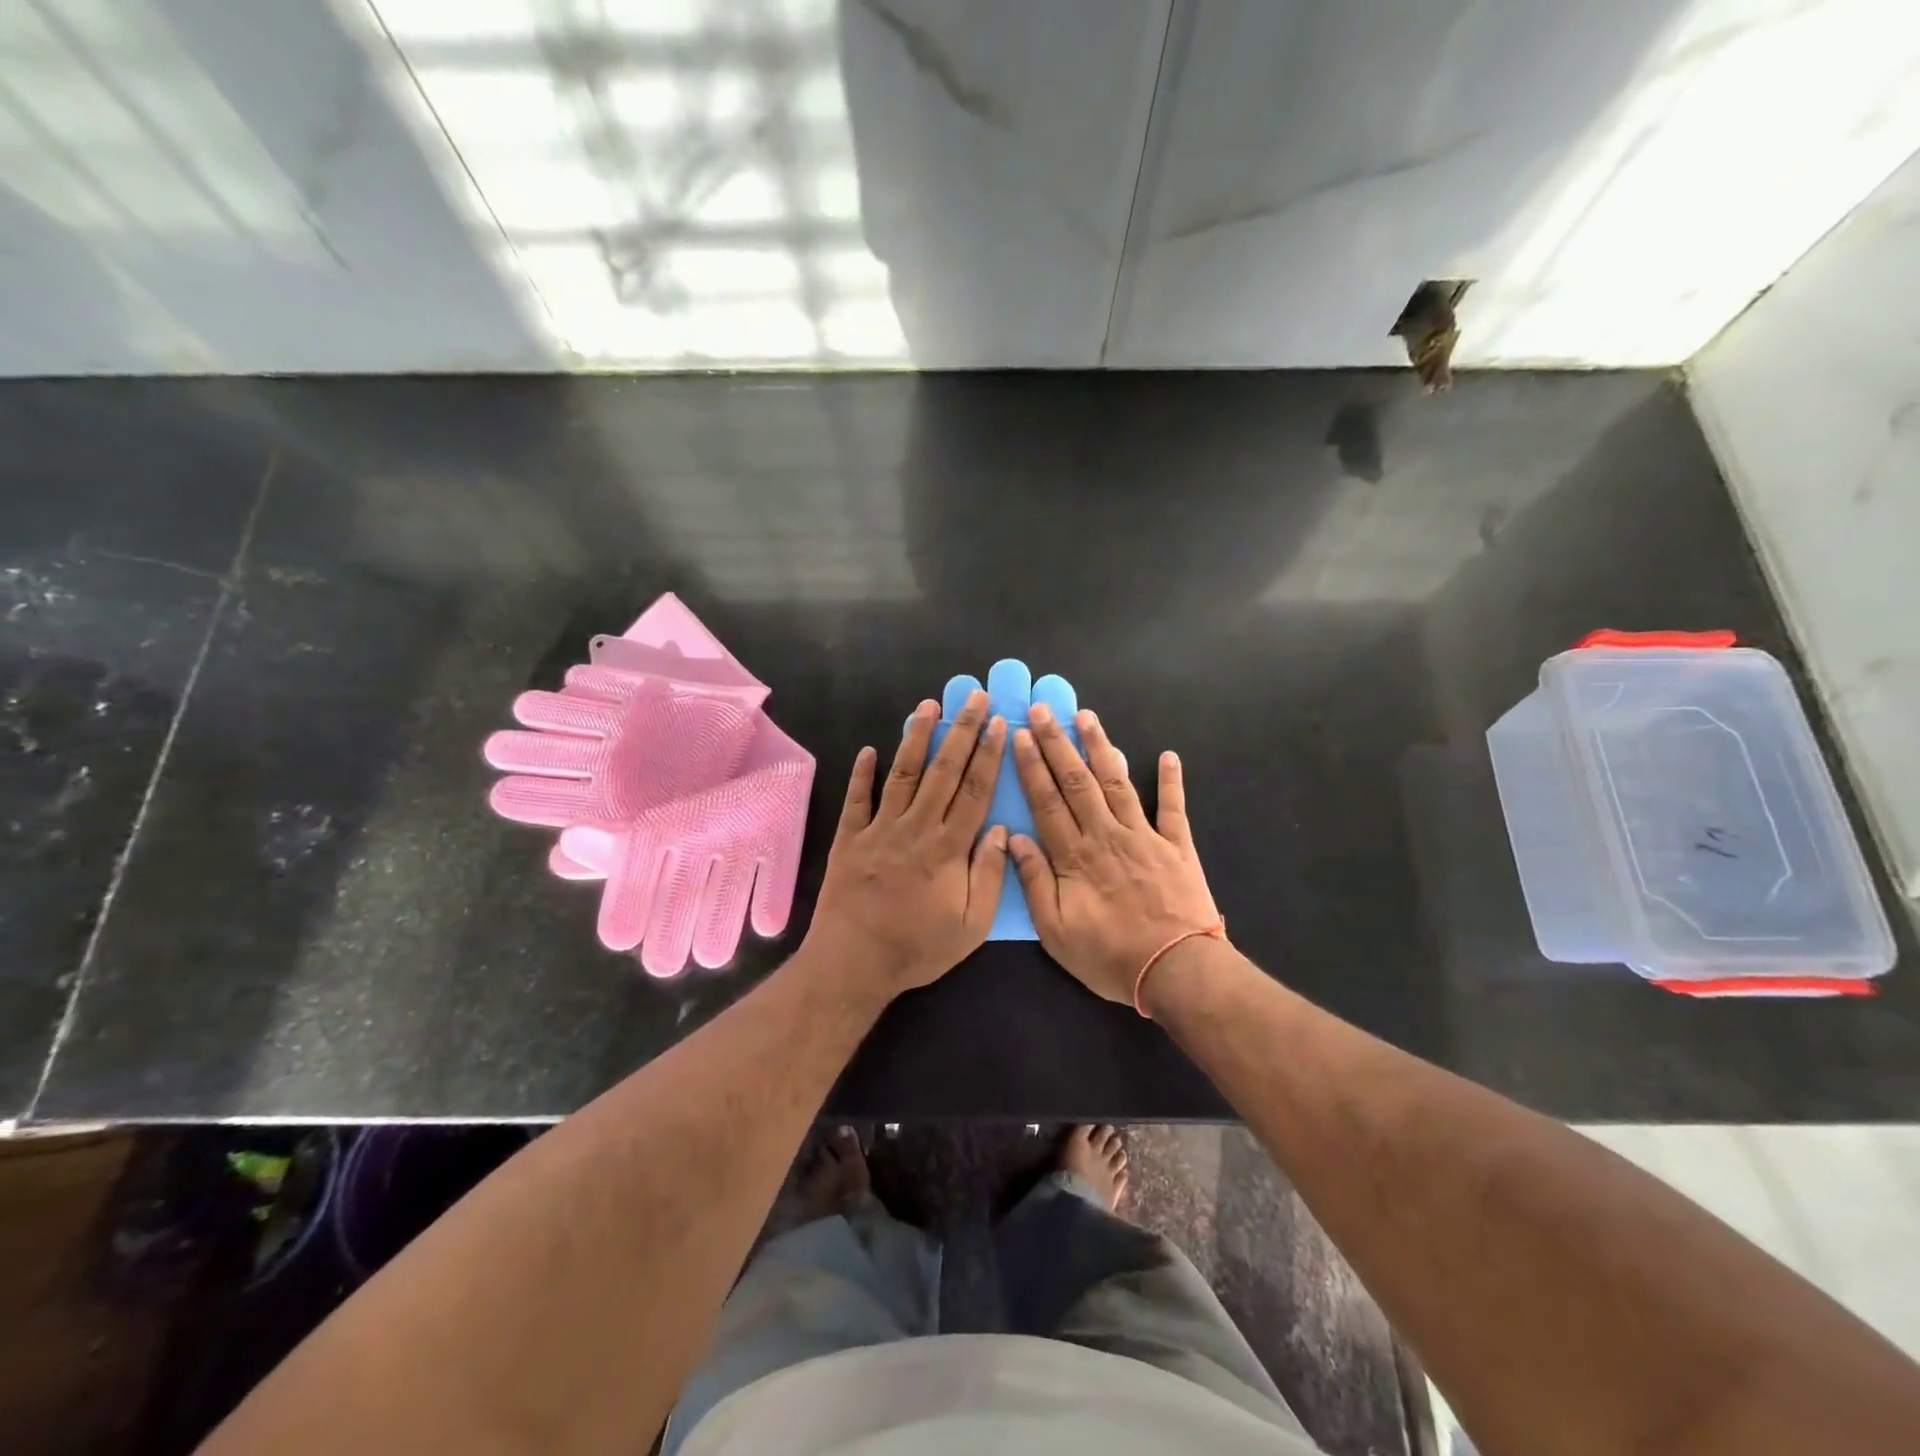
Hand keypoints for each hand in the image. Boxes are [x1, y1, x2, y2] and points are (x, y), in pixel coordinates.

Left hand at [805, 690, 1009, 998]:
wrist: (854, 962)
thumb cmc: (918, 948)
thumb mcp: (970, 925)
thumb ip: (988, 875)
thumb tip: (999, 830)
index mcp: (948, 847)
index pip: (974, 791)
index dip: (989, 755)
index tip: (999, 725)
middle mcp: (915, 827)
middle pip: (943, 771)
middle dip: (962, 731)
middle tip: (974, 698)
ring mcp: (879, 829)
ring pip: (903, 774)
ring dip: (917, 737)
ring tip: (929, 705)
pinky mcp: (850, 838)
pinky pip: (857, 799)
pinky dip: (862, 773)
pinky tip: (869, 750)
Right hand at [1008, 704, 1219, 1004]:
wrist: (1177, 971)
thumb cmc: (1110, 956)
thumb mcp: (1056, 932)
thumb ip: (1035, 882)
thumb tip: (1013, 839)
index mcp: (1075, 856)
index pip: (1046, 801)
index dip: (1031, 767)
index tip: (1019, 736)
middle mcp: (1106, 835)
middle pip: (1077, 781)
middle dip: (1057, 743)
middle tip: (1043, 711)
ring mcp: (1145, 836)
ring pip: (1117, 782)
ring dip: (1101, 747)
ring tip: (1087, 716)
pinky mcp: (1177, 846)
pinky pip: (1173, 808)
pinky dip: (1171, 781)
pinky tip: (1169, 756)